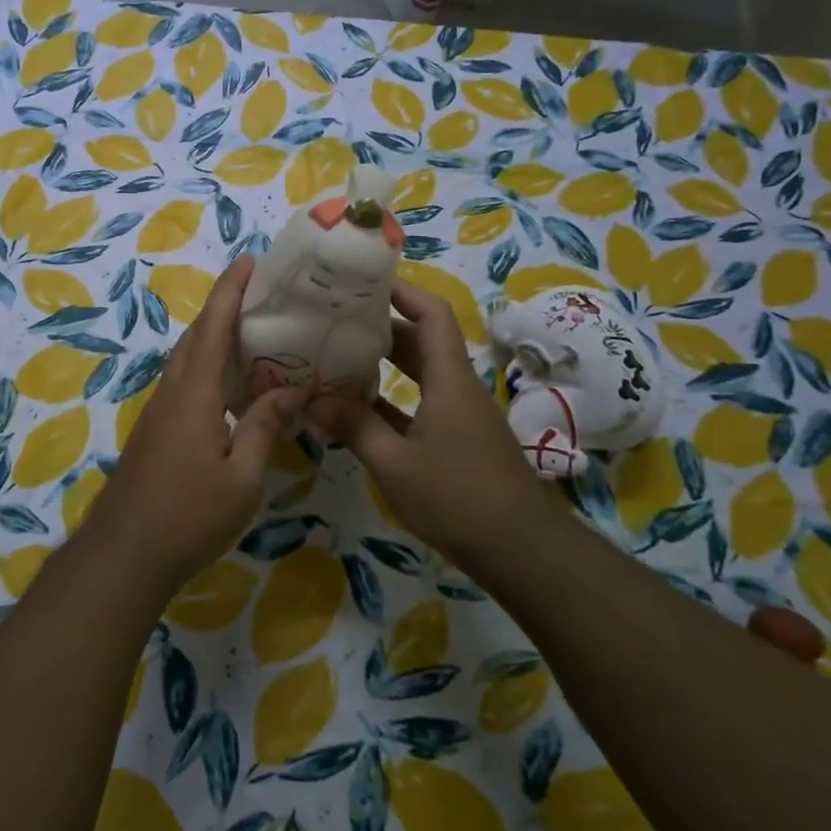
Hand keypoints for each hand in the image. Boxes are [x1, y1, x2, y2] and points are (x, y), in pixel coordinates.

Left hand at [83, 256, 304, 592]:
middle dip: (224, 308)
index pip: (214, 328)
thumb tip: (292, 390)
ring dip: (215, 338)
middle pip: (197, 336)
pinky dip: (209, 368)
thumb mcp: (242, 476)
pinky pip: (185, 383)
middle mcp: (173, 392)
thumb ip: (265, 427)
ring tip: (255, 335)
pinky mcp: (156, 431)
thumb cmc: (189, 515)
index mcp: (194, 394)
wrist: (125, 554)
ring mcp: (159, 412)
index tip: (249, 261)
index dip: (230, 291)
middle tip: (262, 296)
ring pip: (189, 360)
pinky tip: (233, 388)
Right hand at [307, 282, 548, 560]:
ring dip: (386, 364)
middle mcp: (457, 387)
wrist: (519, 549)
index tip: (364, 281)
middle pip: (422, 341)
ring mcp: (460, 415)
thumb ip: (353, 427)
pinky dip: (392, 400)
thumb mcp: (394, 463)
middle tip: (338, 320)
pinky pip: (421, 404)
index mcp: (449, 379)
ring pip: (421, 374)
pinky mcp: (459, 440)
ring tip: (340, 356)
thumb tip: (311, 399)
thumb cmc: (457, 496)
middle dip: (382, 326)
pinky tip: (359, 409)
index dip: (402, 291)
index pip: (431, 314)